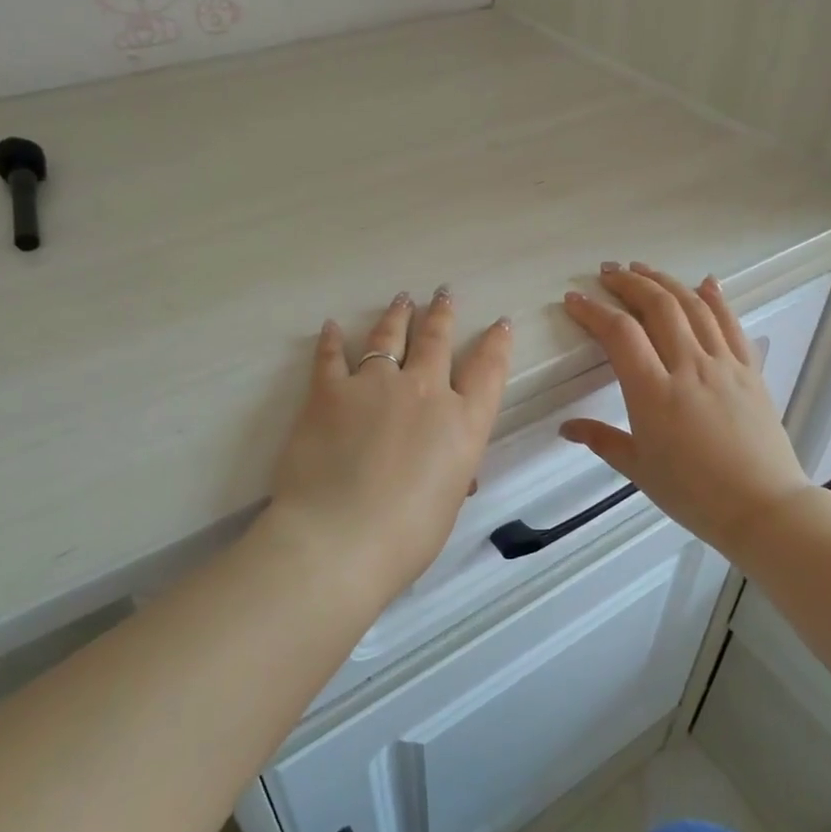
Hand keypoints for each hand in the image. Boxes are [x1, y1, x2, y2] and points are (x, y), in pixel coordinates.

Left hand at [267, 288, 513, 594]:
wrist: (340, 538)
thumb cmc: (407, 536)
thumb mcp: (448, 503)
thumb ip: (453, 472)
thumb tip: (452, 468)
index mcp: (462, 422)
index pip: (488, 370)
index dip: (497, 343)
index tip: (500, 323)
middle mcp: (424, 391)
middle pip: (437, 340)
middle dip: (442, 314)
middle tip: (444, 293)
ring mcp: (375, 384)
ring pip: (390, 337)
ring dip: (398, 315)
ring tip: (402, 299)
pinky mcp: (330, 391)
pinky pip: (331, 356)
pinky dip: (332, 340)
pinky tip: (333, 326)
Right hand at [559, 263, 814, 556]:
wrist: (763, 508)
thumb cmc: (694, 494)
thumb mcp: (639, 469)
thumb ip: (601, 440)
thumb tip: (566, 428)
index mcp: (654, 393)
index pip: (620, 334)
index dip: (593, 310)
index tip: (574, 299)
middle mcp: (689, 367)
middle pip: (658, 306)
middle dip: (629, 282)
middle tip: (608, 272)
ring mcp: (724, 365)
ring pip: (694, 306)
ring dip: (665, 281)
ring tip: (643, 269)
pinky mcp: (750, 370)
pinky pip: (731, 324)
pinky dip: (716, 298)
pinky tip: (705, 282)